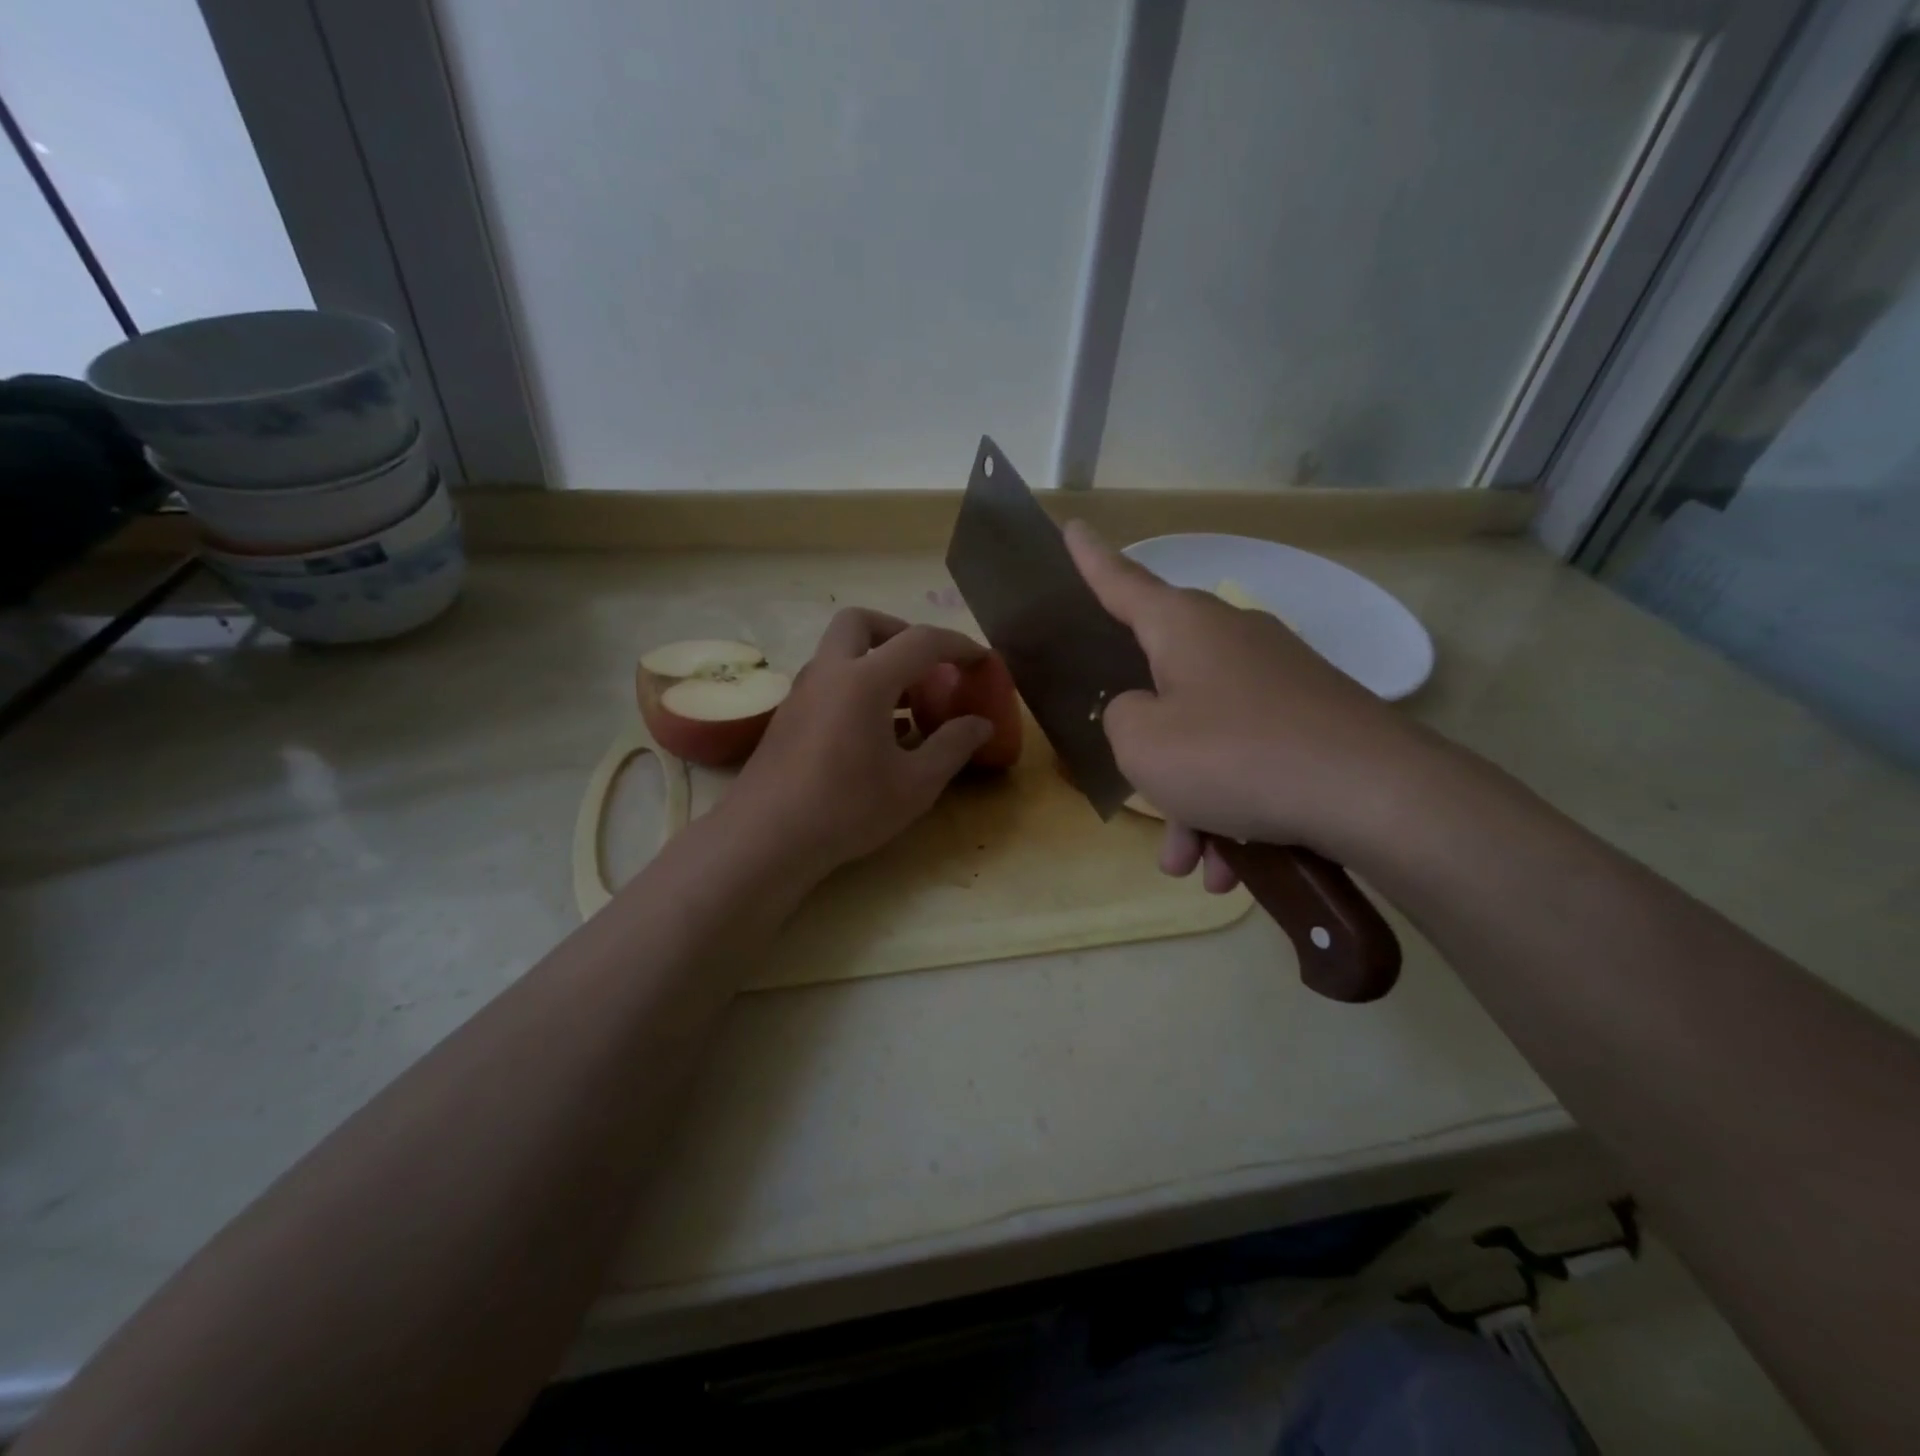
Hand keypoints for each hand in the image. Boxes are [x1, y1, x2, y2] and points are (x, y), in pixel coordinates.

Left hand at [721, 608, 991, 878]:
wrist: (766, 838)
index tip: (981, 659)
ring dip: (875, 660)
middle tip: (925, 666)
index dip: (957, 645)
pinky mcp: (787, 716)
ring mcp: (802, 692)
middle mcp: (829, 672)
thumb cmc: (847, 808)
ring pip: (840, 651)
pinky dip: (856, 685)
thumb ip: (952, 746)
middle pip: (862, 622)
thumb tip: (981, 723)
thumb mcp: (915, 784)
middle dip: (899, 631)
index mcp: (865, 680)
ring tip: (905, 704)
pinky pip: (828, 680)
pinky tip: (873, 731)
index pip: (920, 641)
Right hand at [1064, 521, 1436, 877]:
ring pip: (1207, 739)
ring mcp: (1278, 679)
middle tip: (1142, 799)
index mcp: (1183, 627)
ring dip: (1191, 803)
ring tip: (1191, 863)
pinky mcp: (1312, 720)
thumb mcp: (1142, 743)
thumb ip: (1120, 718)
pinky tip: (1234, 868)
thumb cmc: (1234, 756)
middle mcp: (1231, 640)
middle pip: (1165, 687)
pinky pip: (1250, 760)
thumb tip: (1143, 712)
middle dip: (1150, 753)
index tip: (1071, 527)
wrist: (1375, 795)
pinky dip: (1234, 809)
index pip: (1121, 582)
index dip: (1089, 559)